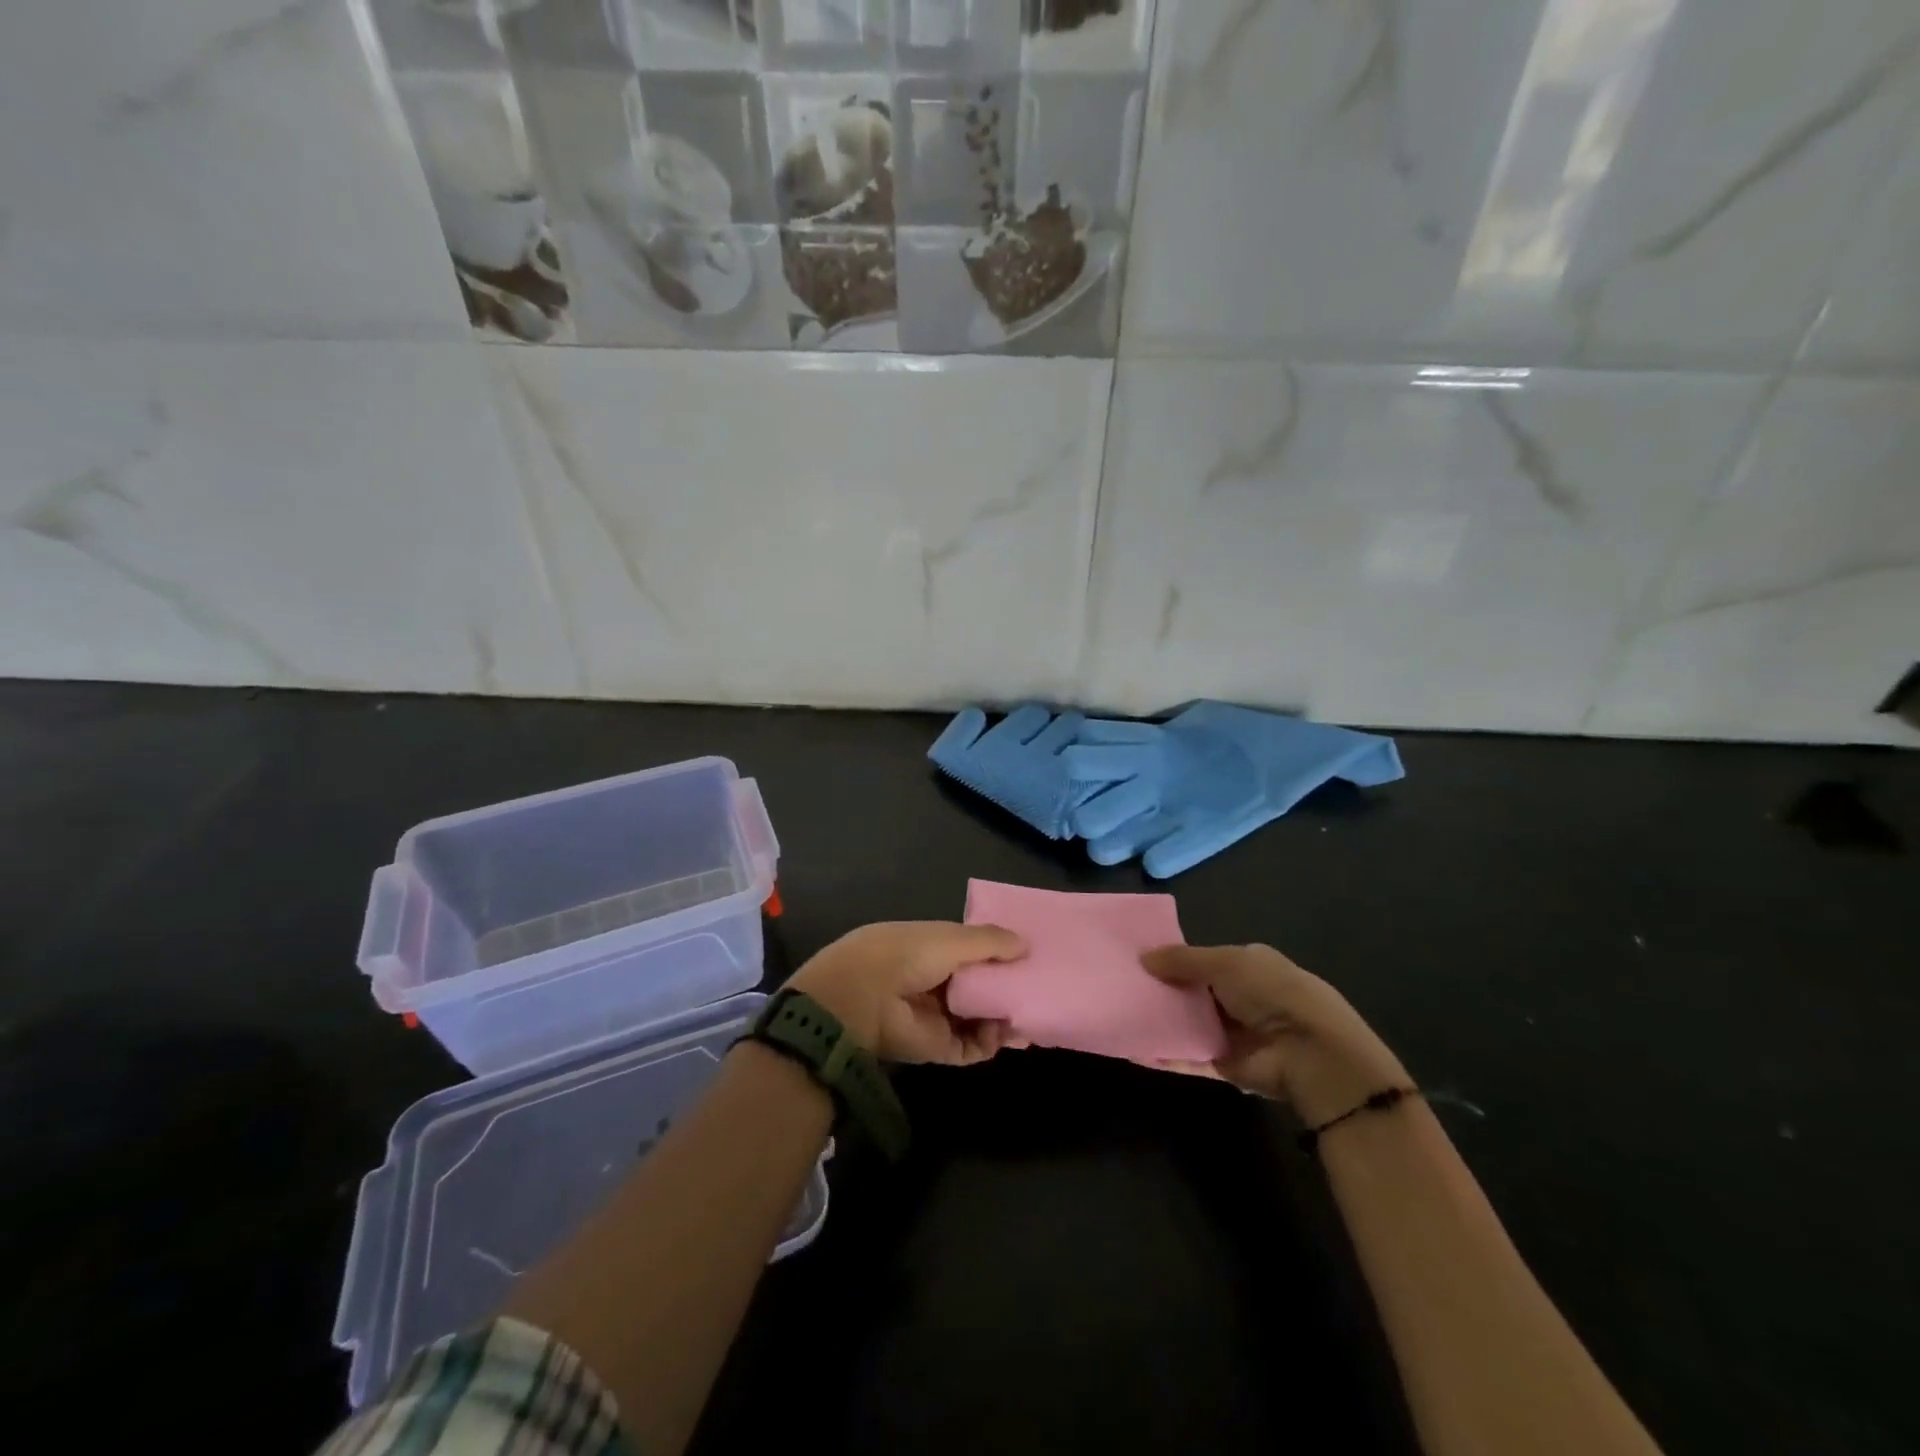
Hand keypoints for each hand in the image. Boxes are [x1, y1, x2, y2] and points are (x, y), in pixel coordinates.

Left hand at [789, 921, 1027, 1065]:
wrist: (864, 998)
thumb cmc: (908, 954)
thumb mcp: (952, 937)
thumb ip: (990, 942)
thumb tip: (1026, 944)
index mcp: (933, 949)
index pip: (973, 953)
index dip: (1000, 956)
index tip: (1031, 958)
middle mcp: (936, 982)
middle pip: (979, 989)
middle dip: (1006, 991)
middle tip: (1039, 992)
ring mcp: (936, 1016)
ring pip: (979, 1020)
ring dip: (1003, 1019)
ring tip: (1029, 1017)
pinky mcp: (937, 1047)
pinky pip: (971, 1047)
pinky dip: (990, 1042)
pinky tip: (1006, 1033)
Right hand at [1143, 944, 1407, 1124]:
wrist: (1310, 1053)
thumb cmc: (1271, 992)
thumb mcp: (1225, 962)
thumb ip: (1183, 960)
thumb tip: (1143, 957)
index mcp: (1246, 966)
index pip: (1202, 959)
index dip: (1172, 957)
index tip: (1136, 956)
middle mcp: (1239, 998)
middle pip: (1191, 991)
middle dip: (1160, 988)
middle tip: (1119, 983)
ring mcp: (1231, 1033)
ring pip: (1186, 1024)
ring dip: (1158, 1020)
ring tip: (1117, 1012)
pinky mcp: (1224, 1065)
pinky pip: (1186, 1057)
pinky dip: (1162, 1054)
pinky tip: (1131, 1048)